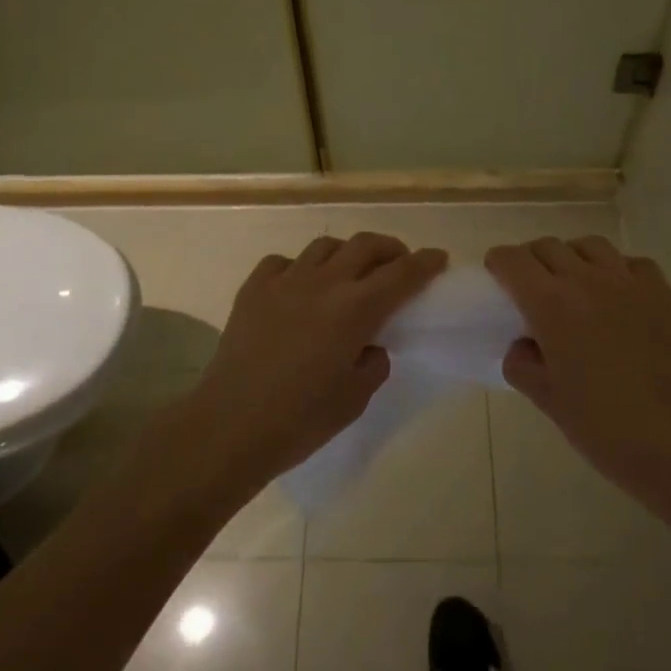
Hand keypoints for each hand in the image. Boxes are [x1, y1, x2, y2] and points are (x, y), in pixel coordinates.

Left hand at [188, 233, 446, 486]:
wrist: (231, 425)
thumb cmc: (301, 420)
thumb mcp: (355, 398)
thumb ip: (374, 361)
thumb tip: (370, 343)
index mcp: (355, 309)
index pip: (402, 274)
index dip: (425, 263)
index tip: (438, 258)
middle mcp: (323, 283)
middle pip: (365, 245)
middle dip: (390, 248)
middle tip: (398, 263)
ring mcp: (285, 281)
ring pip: (325, 246)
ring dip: (346, 253)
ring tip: (350, 273)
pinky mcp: (253, 288)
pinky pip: (284, 262)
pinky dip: (300, 267)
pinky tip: (300, 287)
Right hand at [486, 237, 670, 511]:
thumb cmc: (604, 425)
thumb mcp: (547, 400)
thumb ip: (522, 364)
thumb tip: (524, 345)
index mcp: (549, 303)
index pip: (512, 260)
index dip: (499, 265)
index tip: (498, 280)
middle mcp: (585, 279)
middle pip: (547, 246)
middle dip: (532, 261)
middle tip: (532, 290)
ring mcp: (626, 280)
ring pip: (588, 245)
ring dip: (572, 258)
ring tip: (575, 286)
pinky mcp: (660, 290)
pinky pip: (629, 262)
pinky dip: (615, 270)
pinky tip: (617, 297)